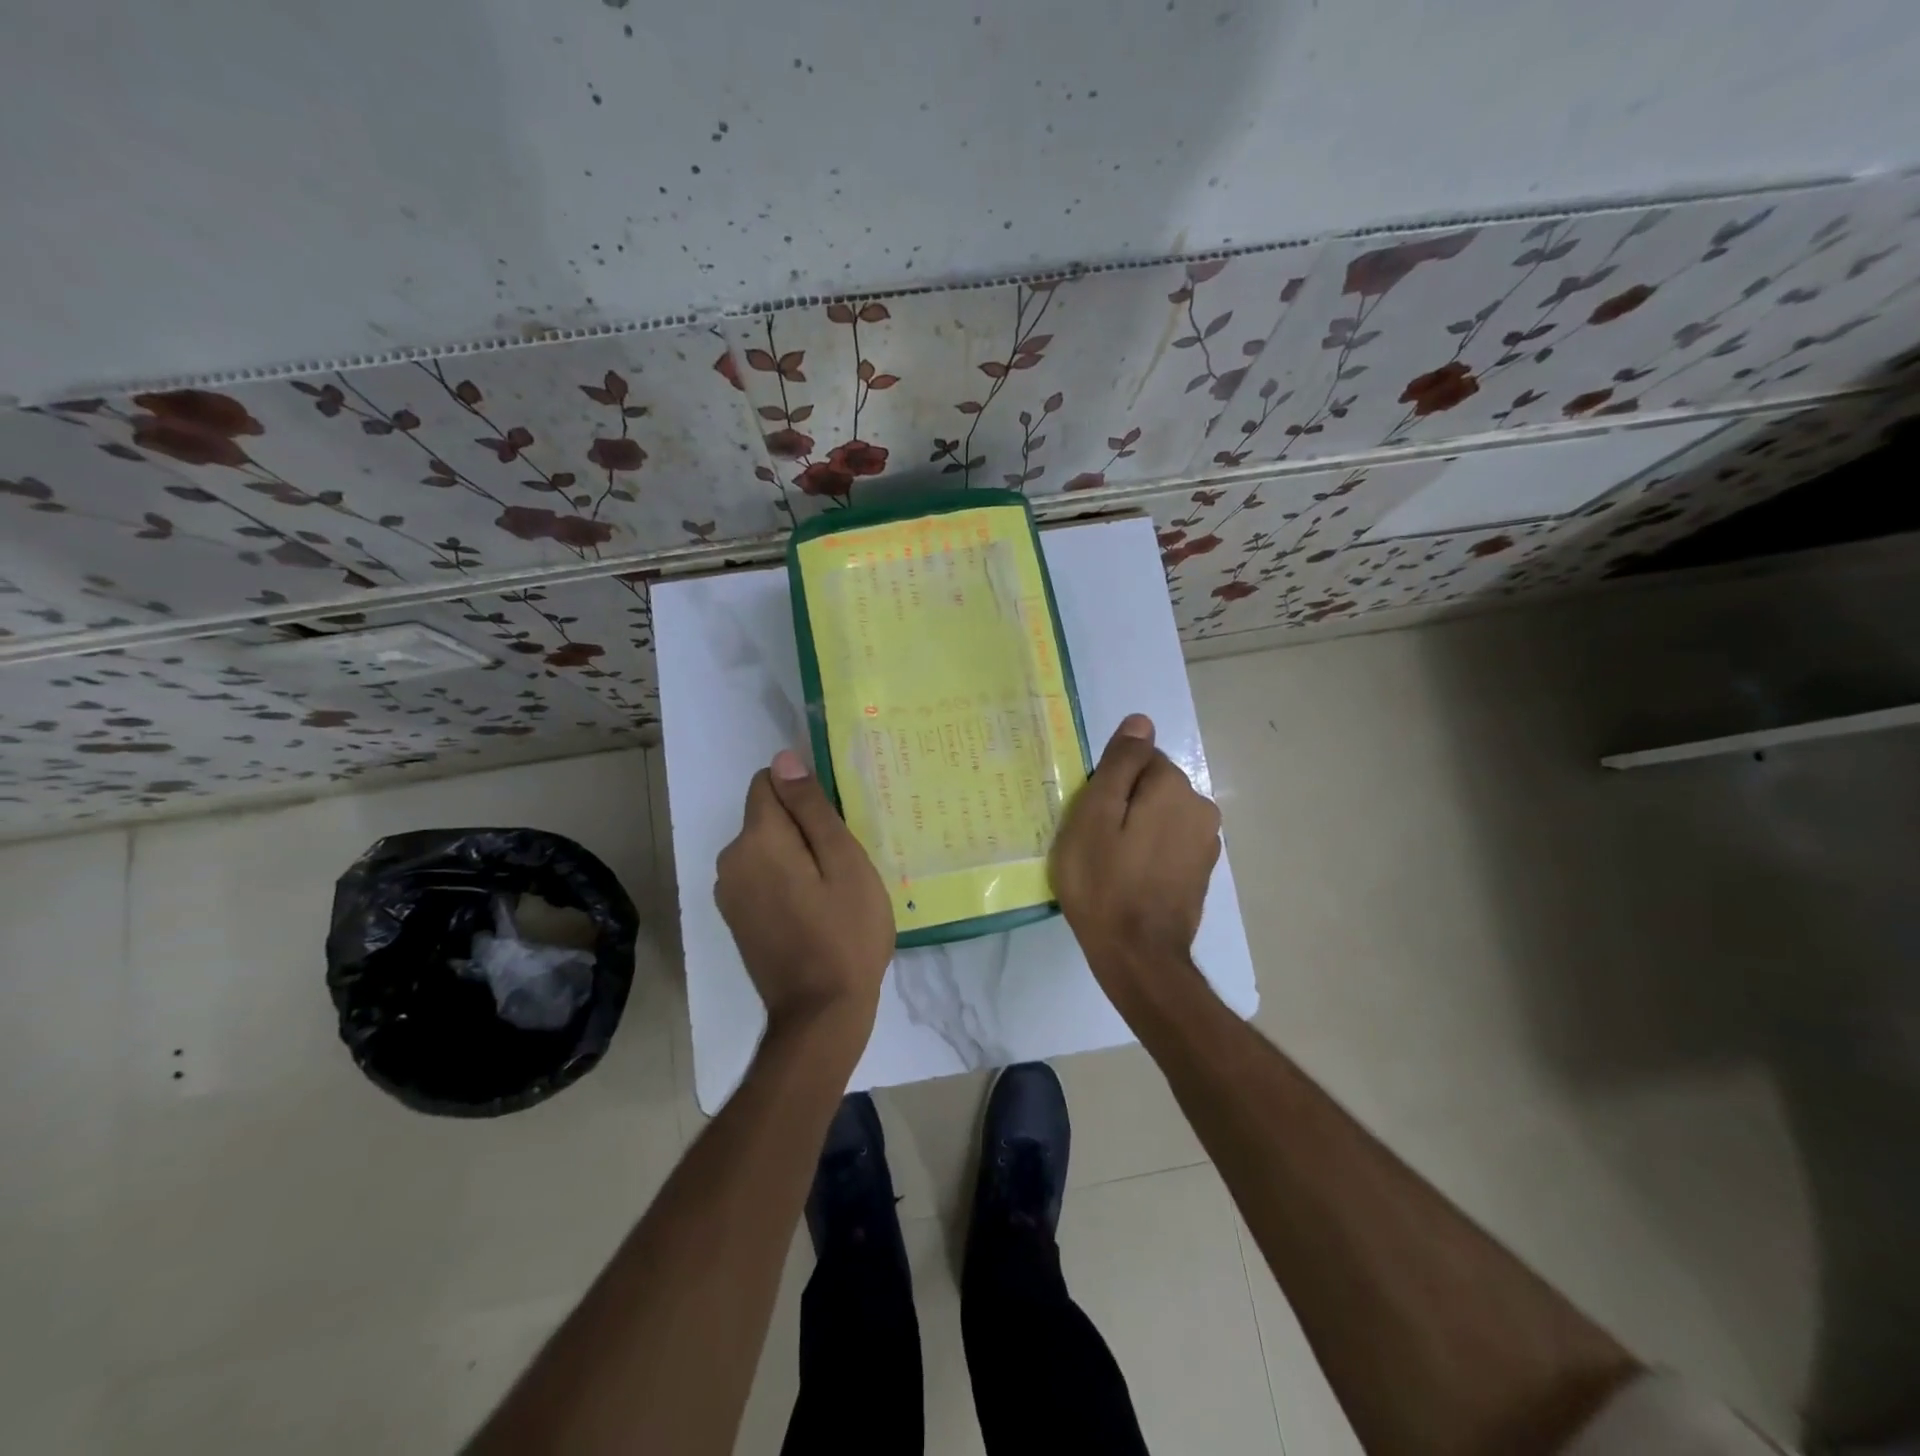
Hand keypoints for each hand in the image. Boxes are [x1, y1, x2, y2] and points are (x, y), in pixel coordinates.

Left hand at [715, 748, 895, 1040]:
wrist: (821, 1014)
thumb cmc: (845, 933)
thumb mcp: (843, 862)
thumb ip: (811, 808)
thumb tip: (784, 759)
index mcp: (757, 840)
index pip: (769, 783)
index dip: (804, 794)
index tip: (835, 824)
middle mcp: (730, 860)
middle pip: (767, 816)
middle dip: (802, 827)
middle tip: (844, 863)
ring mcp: (728, 893)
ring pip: (765, 848)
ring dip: (794, 855)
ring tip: (832, 889)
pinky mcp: (735, 918)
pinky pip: (760, 876)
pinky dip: (784, 879)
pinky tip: (814, 909)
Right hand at [1051, 714, 1221, 1006]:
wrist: (1137, 955)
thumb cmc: (1103, 881)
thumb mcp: (1094, 815)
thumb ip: (1119, 764)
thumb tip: (1141, 721)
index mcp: (1174, 787)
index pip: (1137, 760)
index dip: (1108, 785)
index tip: (1090, 816)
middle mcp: (1201, 807)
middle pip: (1152, 786)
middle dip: (1125, 803)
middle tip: (1096, 841)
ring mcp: (1206, 842)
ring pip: (1161, 815)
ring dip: (1138, 828)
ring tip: (1111, 862)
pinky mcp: (1202, 871)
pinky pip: (1169, 842)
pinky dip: (1150, 850)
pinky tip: (1131, 878)